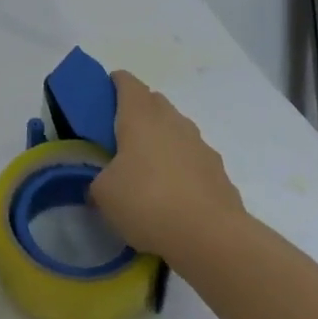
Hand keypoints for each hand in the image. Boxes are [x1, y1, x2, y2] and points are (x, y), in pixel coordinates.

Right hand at [89, 70, 242, 261]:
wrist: (210, 236)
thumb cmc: (147, 202)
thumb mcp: (104, 194)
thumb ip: (99, 180)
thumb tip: (104, 181)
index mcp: (140, 118)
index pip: (128, 84)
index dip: (116, 82)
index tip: (105, 90)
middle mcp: (172, 122)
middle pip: (155, 102)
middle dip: (139, 109)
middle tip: (121, 131)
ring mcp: (199, 145)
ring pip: (176, 128)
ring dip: (162, 136)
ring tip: (147, 164)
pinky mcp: (218, 170)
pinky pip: (192, 156)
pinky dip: (181, 163)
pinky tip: (173, 190)